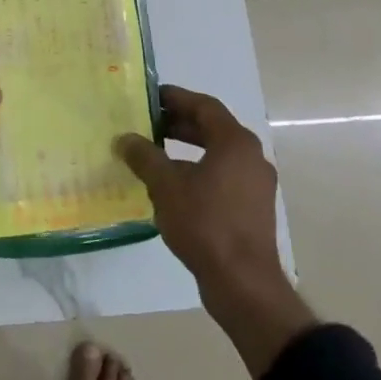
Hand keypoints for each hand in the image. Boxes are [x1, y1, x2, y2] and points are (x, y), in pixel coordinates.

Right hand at [118, 87, 315, 377]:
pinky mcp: (252, 208)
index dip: (175, 98)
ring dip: (186, 149)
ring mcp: (255, 184)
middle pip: (212, 128)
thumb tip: (125, 138)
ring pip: (217, 154)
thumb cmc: (205, 223)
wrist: (243, 282)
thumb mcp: (165, 185)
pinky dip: (197, 171)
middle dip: (178, 124)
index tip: (149, 97)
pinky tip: (171, 186)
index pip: (204, 106)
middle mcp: (251, 157)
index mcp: (235, 142)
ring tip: (154, 153)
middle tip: (147, 123)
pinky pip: (222, 176)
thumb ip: (144, 156)